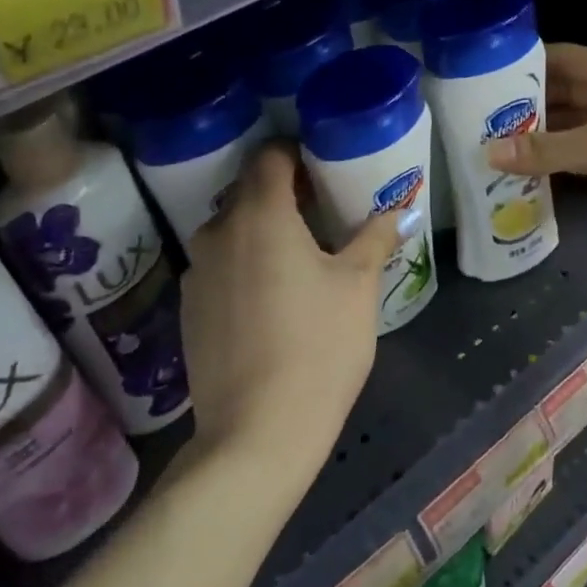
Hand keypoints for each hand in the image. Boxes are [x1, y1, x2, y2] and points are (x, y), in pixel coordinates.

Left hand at [180, 143, 400, 484]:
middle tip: (321, 214)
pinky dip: (244, 264)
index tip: (323, 169)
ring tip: (298, 258)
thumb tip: (399, 212)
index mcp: (260, 215)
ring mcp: (196, 272)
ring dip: (261, 230)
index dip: (296, 154)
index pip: (268, 156)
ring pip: (231, 230)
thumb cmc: (319, 346)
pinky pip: (219, 266)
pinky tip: (271, 299)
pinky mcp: (188, 309)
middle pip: (247, 192)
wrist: (257, 432)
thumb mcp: (358, 287)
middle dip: (282, 193)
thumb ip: (375, 239)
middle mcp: (217, 232)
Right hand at [488, 44, 586, 251]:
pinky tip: (526, 168)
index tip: (488, 73)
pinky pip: (583, 155)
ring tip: (495, 142)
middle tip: (483, 115)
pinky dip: (557, 159)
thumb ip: (547, 148)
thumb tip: (489, 153)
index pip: (569, 58)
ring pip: (574, 126)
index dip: (530, 63)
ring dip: (540, 135)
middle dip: (529, 103)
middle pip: (568, 93)